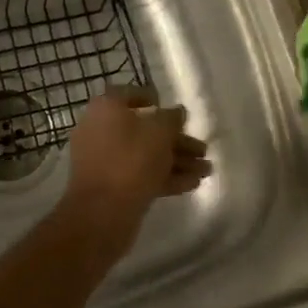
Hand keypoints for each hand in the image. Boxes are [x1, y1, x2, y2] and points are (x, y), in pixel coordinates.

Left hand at [59, 87, 209, 256]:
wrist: (102, 213)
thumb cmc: (131, 160)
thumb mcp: (159, 132)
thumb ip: (172, 118)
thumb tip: (177, 112)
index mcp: (106, 108)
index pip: (131, 95)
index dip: (155, 100)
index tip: (176, 112)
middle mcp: (101, 129)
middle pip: (143, 129)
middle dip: (176, 140)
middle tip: (203, 150)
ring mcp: (105, 160)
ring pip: (145, 154)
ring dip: (176, 160)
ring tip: (206, 170)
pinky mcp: (111, 186)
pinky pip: (140, 174)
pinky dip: (165, 177)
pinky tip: (192, 184)